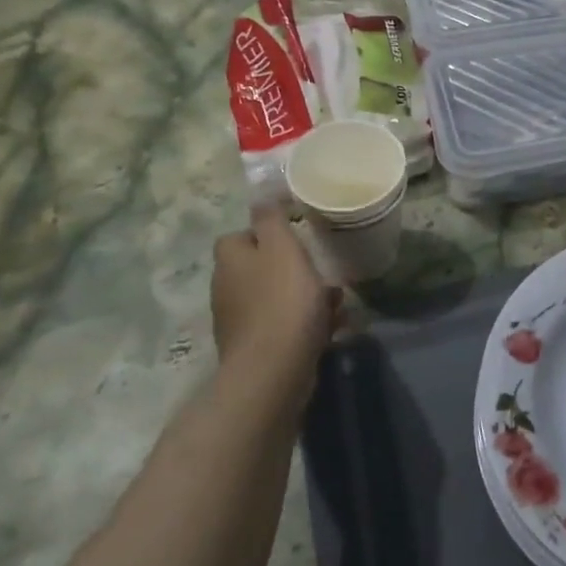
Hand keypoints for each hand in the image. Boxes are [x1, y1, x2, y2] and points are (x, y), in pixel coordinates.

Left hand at [210, 206, 338, 397]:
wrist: (274, 371)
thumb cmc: (283, 301)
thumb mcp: (282, 248)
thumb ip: (271, 219)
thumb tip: (261, 195)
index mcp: (230, 261)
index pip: (239, 236)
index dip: (265, 233)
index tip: (295, 236)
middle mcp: (227, 289)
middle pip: (260, 268)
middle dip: (293, 267)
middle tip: (323, 269)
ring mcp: (240, 321)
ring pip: (277, 297)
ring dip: (306, 295)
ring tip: (338, 300)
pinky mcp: (257, 348)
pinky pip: (285, 324)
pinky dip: (307, 322)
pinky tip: (334, 326)